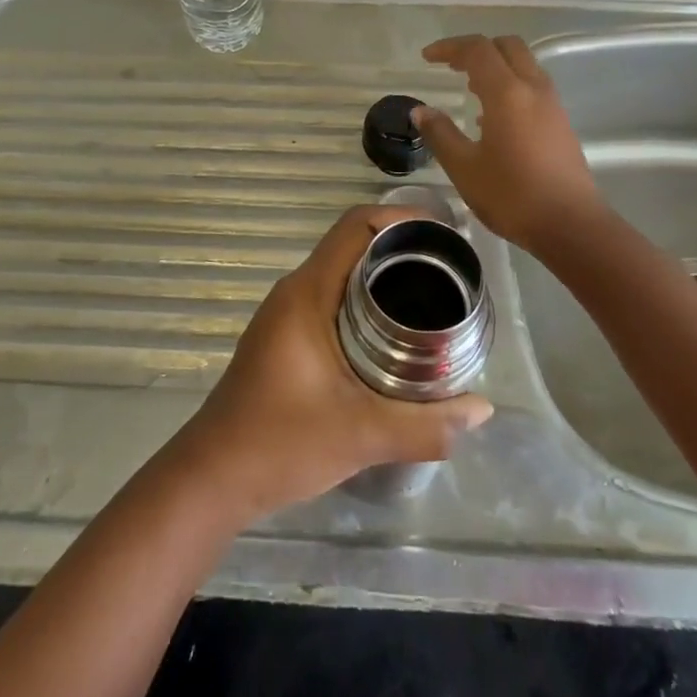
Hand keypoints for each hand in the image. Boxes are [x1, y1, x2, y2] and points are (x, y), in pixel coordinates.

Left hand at [173, 206, 492, 523]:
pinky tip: (395, 334)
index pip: (355, 226)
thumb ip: (424, 425)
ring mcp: (287, 314)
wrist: (213, 478)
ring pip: (342, 273)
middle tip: (450, 271)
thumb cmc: (280, 443)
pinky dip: (366, 301)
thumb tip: (482, 410)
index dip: (400, 218)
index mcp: (307, 293)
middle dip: (401, 249)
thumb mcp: (360, 435)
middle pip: (352, 245)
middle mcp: (295, 292)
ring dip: (383, 276)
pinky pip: (333, 299)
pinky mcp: (286, 337)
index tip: (443, 236)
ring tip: (432, 297)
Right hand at [413, 34, 605, 251]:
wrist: (571, 225)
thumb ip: (440, 134)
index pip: (477, 50)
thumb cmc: (512, 196)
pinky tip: (493, 118)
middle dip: (477, 49)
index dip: (450, 48)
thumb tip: (420, 111)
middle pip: (507, 46)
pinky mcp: (561, 122)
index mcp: (507, 93)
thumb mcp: (464, 168)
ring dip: (496, 66)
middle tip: (452, 66)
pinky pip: (533, 86)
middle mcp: (533, 88)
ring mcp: (552, 105)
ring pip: (524, 64)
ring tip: (470, 89)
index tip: (427, 57)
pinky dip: (510, 85)